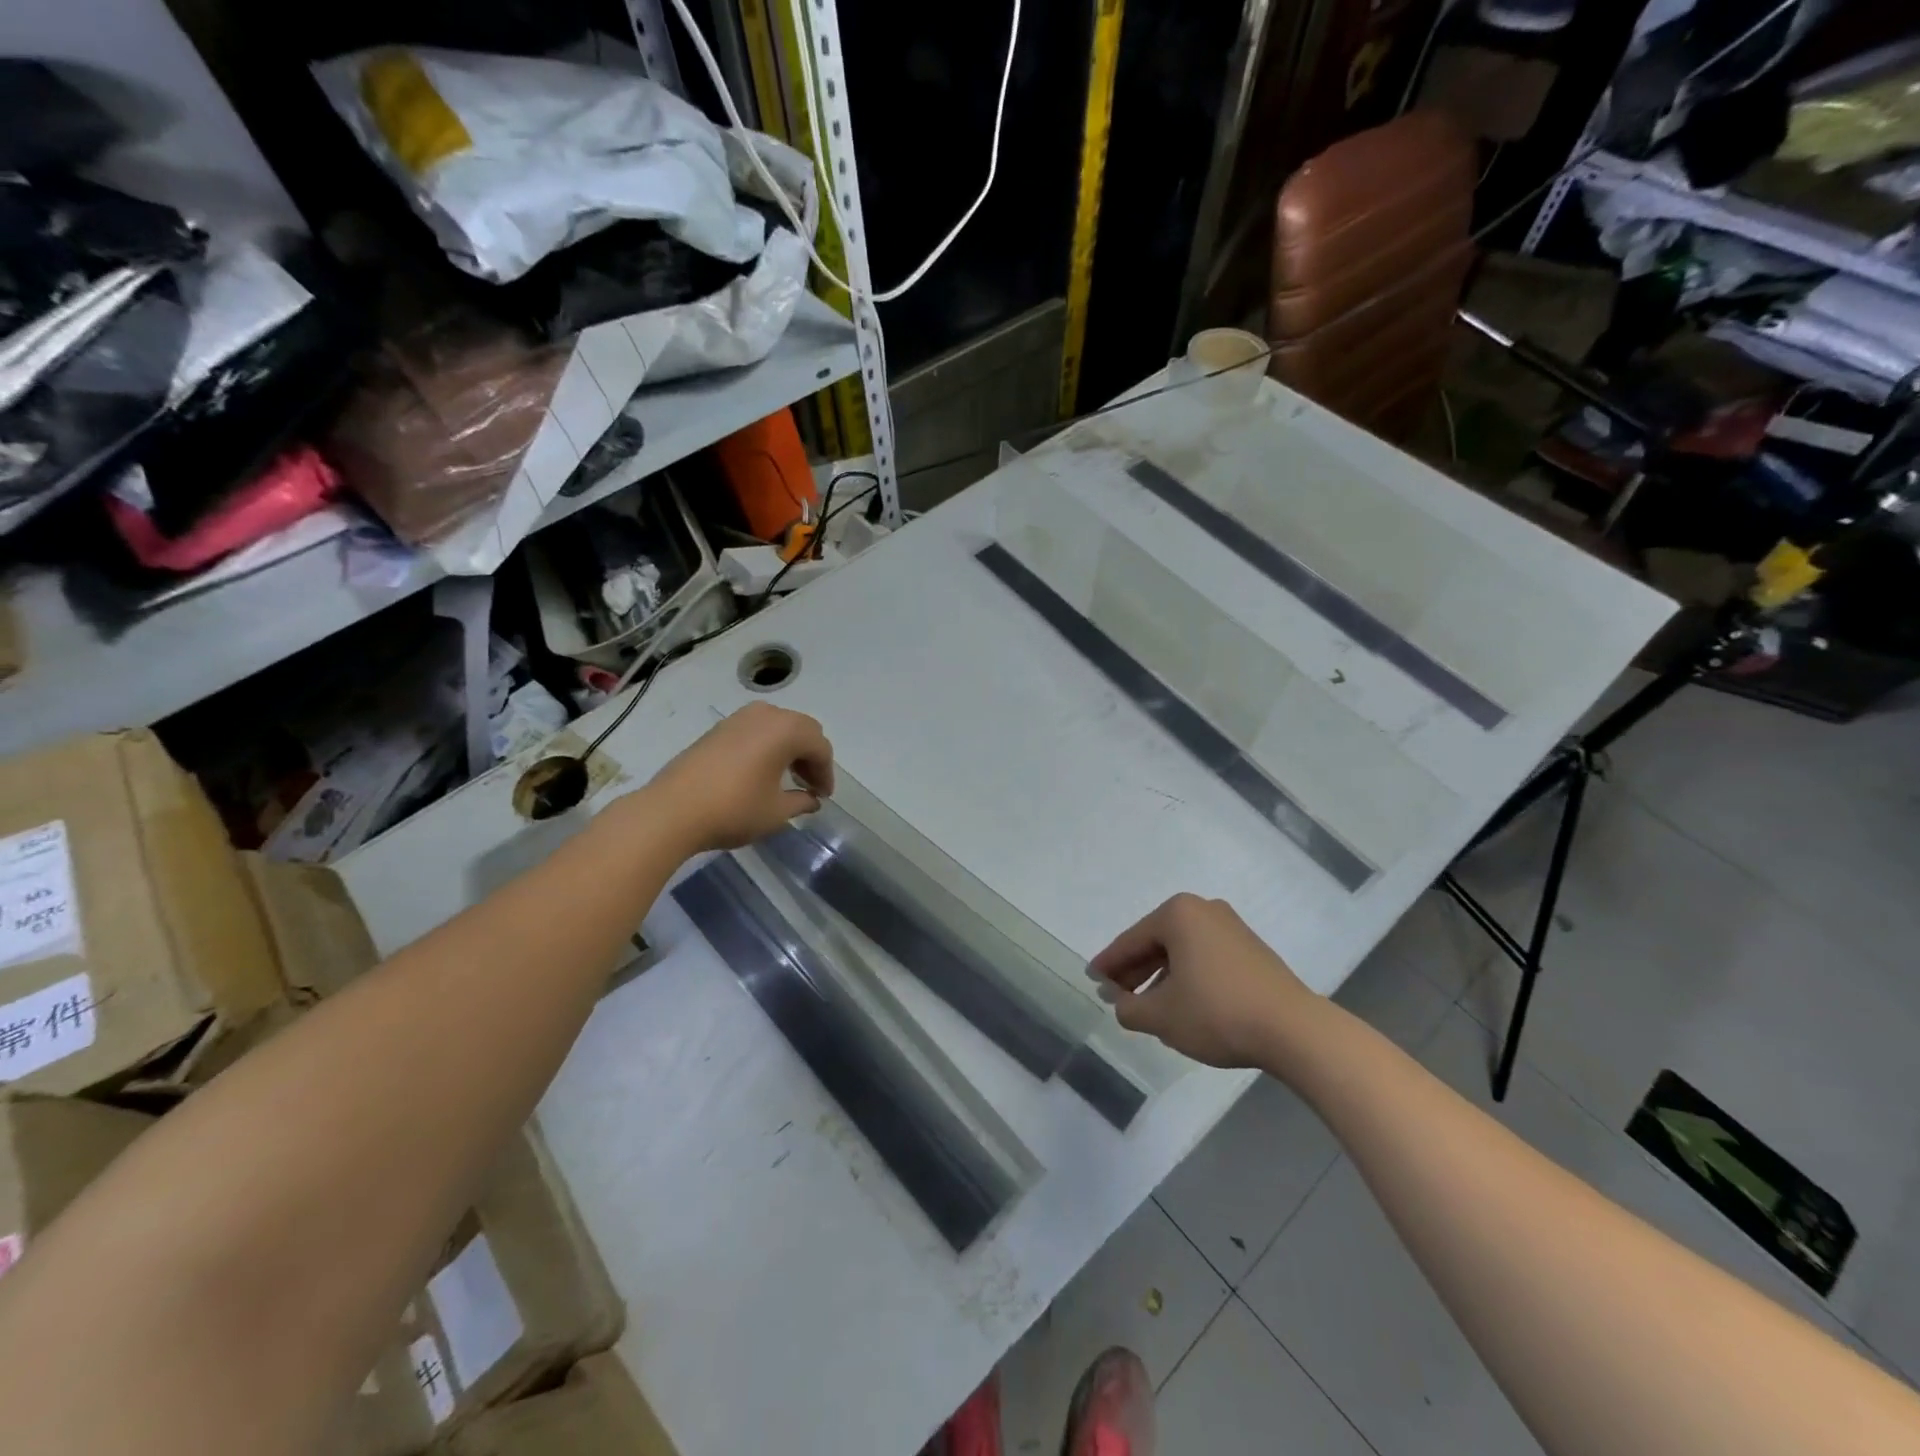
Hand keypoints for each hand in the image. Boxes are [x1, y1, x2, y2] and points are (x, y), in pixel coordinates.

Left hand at [643, 703, 834, 852]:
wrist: (671, 810)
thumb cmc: (733, 810)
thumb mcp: (776, 812)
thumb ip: (801, 801)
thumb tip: (811, 799)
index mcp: (786, 730)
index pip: (820, 747)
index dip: (826, 773)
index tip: (823, 797)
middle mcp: (766, 714)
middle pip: (802, 730)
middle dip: (810, 757)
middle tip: (810, 786)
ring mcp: (739, 718)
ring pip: (778, 727)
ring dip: (789, 749)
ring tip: (787, 778)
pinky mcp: (718, 729)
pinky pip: (756, 730)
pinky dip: (767, 746)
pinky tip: (761, 772)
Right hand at [1087, 894, 1316, 1067]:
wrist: (1293, 1030)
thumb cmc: (1217, 1013)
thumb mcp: (1161, 1016)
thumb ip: (1128, 1008)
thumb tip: (1119, 1001)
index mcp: (1178, 914)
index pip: (1131, 941)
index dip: (1108, 964)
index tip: (1092, 980)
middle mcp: (1204, 910)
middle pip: (1156, 942)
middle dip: (1134, 970)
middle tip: (1115, 995)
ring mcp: (1231, 927)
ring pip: (1181, 951)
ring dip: (1160, 976)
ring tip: (1146, 1006)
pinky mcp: (1251, 949)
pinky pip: (1204, 957)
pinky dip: (1187, 976)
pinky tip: (1181, 1003)